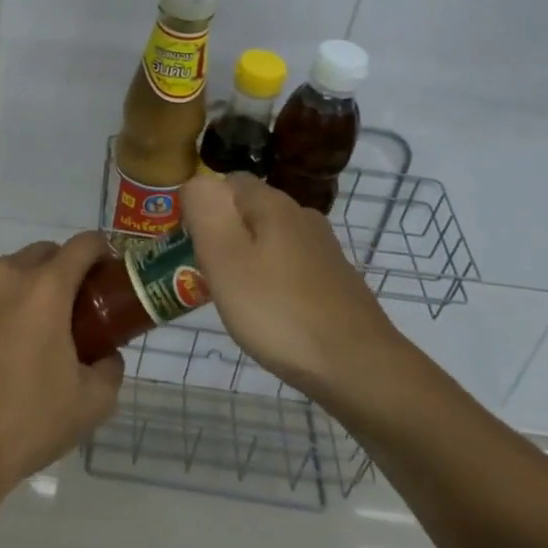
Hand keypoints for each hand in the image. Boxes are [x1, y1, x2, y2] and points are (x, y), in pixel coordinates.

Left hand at [0, 233, 125, 496]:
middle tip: (58, 313)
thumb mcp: (92, 404)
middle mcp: (1, 275)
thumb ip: (109, 367)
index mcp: (46, 288)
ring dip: (7, 295)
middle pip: (38, 255)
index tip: (103, 272)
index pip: (83, 245)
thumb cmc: (26, 425)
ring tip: (5, 338)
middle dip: (54, 274)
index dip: (99, 252)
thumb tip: (105, 354)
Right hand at [181, 173, 398, 395]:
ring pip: (272, 241)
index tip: (190, 241)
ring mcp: (324, 250)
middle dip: (225, 235)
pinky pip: (292, 268)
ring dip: (249, 260)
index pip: (230, 181)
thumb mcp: (225, 260)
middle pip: (252, 211)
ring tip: (234, 298)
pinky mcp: (337, 281)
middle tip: (206, 274)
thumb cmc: (279, 311)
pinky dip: (274, 282)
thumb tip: (196, 183)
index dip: (205, 204)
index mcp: (274, 205)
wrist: (357, 366)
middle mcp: (303, 217)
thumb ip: (205, 213)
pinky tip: (270, 314)